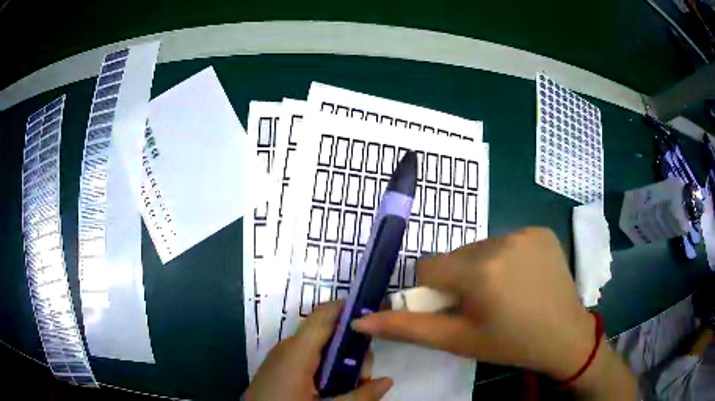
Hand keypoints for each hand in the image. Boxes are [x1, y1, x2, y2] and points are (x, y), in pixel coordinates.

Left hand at [246, 300, 392, 400]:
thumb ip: (359, 396)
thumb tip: (388, 380)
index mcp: (297, 352)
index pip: (325, 316)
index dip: (350, 308)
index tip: (376, 313)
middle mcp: (288, 348)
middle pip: (326, 333)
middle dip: (351, 348)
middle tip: (363, 376)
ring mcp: (281, 358)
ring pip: (318, 347)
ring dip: (339, 361)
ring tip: (348, 386)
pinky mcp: (278, 368)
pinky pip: (307, 358)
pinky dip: (325, 367)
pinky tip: (331, 387)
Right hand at [352, 227, 593, 379]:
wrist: (564, 336)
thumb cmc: (509, 343)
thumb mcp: (456, 341)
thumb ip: (407, 328)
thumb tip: (359, 322)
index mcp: (478, 271)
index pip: (428, 267)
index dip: (436, 292)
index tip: (456, 309)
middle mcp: (501, 241)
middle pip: (456, 256)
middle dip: (460, 280)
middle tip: (483, 305)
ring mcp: (525, 232)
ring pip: (480, 247)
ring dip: (482, 268)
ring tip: (504, 293)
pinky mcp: (541, 230)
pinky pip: (507, 240)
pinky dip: (506, 258)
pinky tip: (523, 279)